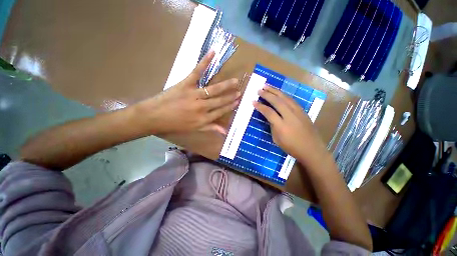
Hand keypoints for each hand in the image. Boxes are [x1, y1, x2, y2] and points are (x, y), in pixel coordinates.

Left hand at [135, 51, 240, 134]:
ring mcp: (194, 95)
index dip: (230, 107)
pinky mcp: (186, 84)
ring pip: (214, 90)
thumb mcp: (194, 129)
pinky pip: (197, 72)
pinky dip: (205, 62)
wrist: (154, 117)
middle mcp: (202, 107)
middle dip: (231, 96)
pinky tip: (213, 53)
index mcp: (204, 119)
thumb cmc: (175, 124)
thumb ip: (211, 128)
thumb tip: (225, 131)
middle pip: (220, 101)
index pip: (221, 112)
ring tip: (235, 81)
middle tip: (240, 91)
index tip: (238, 102)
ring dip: (226, 85)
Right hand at [253, 85, 327, 164]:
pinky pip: (291, 100)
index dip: (260, 106)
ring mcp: (298, 112)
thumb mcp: (277, 139)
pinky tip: (279, 93)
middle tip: (259, 90)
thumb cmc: (292, 147)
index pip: (268, 112)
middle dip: (267, 94)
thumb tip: (270, 117)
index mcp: (281, 126)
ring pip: (285, 98)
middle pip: (277, 101)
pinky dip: (284, 95)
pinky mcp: (303, 111)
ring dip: (275, 91)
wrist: (312, 149)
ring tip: (267, 86)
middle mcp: (290, 116)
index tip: (253, 101)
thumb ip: (272, 126)